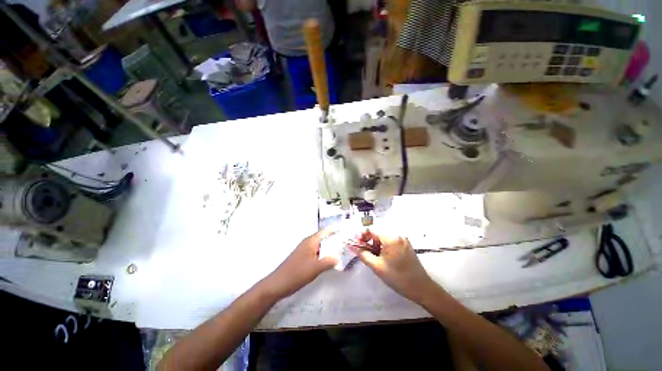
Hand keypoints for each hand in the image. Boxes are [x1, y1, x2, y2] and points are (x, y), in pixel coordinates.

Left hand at [262, 229, 338, 298]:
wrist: (277, 285)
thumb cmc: (296, 273)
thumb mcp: (315, 268)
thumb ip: (328, 261)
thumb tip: (339, 257)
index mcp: (310, 242)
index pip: (324, 232)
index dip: (334, 230)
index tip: (344, 229)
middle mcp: (307, 244)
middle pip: (323, 239)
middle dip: (334, 240)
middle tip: (346, 242)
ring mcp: (304, 251)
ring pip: (320, 247)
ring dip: (329, 249)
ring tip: (341, 251)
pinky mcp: (303, 259)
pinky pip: (316, 254)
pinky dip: (324, 255)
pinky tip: (329, 262)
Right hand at [349, 230, 437, 303]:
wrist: (421, 288)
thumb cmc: (398, 277)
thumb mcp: (377, 266)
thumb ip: (362, 254)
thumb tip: (351, 246)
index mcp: (391, 237)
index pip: (371, 229)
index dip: (361, 235)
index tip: (356, 244)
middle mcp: (397, 234)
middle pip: (377, 232)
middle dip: (368, 240)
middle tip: (362, 251)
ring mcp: (402, 239)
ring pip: (383, 237)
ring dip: (375, 244)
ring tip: (372, 256)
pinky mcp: (405, 245)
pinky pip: (390, 241)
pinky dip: (383, 246)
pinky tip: (381, 256)